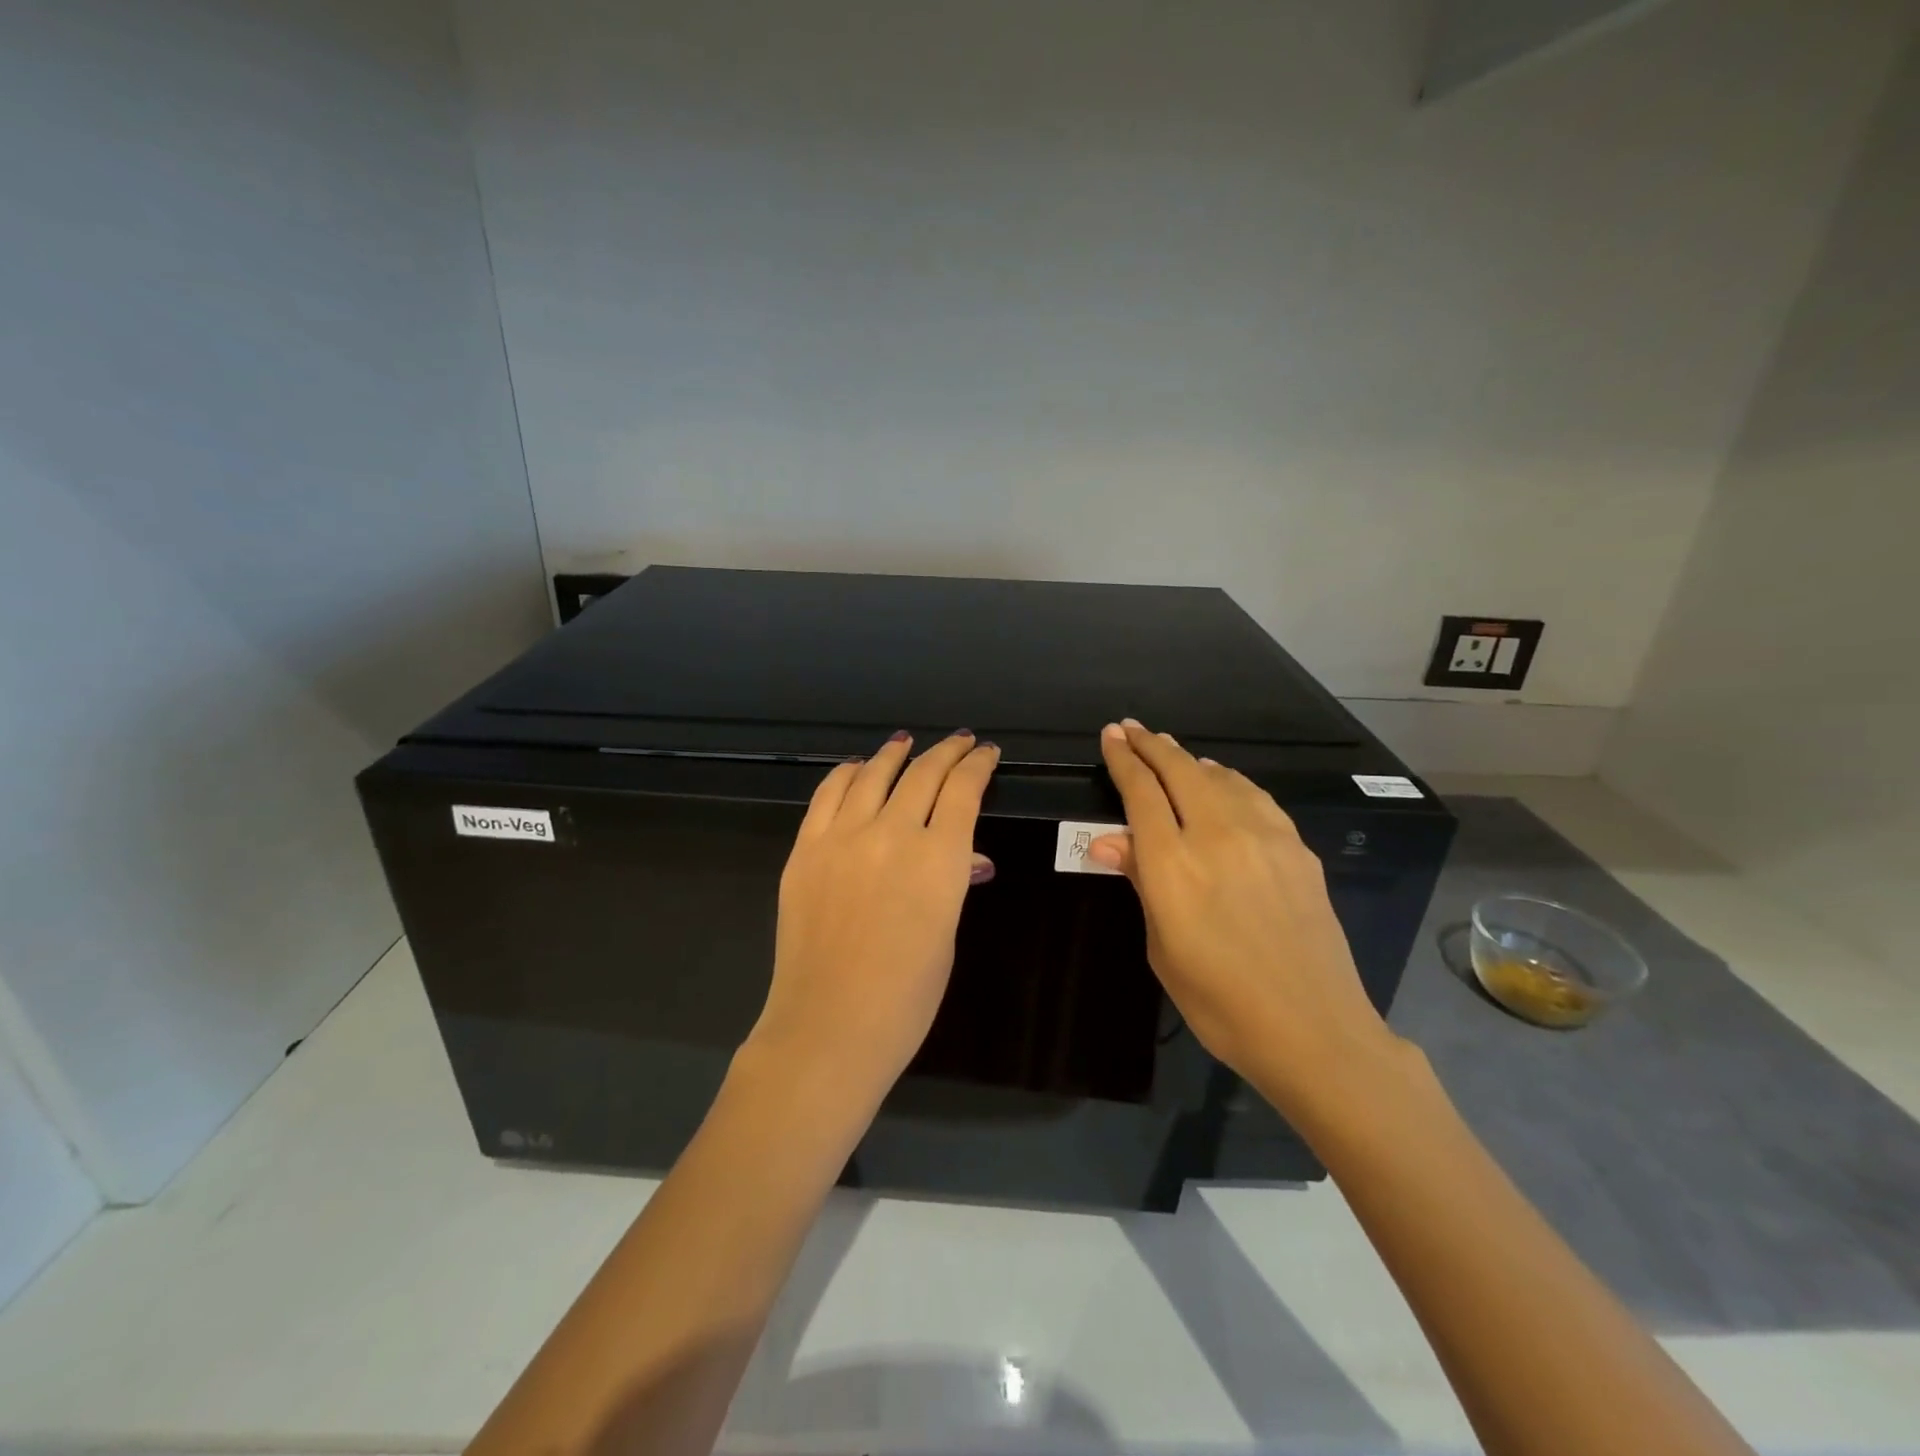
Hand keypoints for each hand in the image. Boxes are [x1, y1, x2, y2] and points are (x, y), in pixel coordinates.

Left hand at [745, 730, 1000, 1107]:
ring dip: (895, 754)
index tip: (985, 754)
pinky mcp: (805, 849)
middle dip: (947, 753)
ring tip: (906, 743)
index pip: (963, 790)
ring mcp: (842, 838)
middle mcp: (891, 833)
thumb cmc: (906, 996)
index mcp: (938, 859)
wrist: (829, 1026)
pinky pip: (827, 795)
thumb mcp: (946, 934)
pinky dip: (846, 774)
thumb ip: (952, 881)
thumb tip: (965, 855)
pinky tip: (857, 768)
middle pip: (923, 773)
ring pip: (873, 775)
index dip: (977, 765)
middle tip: (960, 742)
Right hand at [1088, 719, 1404, 1116]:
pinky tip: (1223, 782)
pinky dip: (1229, 780)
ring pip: (1220, 777)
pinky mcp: (1297, 848)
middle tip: (1132, 729)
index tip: (1111, 736)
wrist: (1314, 1029)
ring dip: (1189, 759)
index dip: (1123, 759)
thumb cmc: (1219, 1001)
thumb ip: (1141, 883)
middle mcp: (1217, 836)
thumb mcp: (1163, 948)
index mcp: (1173, 865)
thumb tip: (1108, 840)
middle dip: (1151, 745)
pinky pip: (1255, 797)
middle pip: (1179, 771)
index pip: (1141, 793)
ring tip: (1172, 752)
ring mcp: (1264, 838)